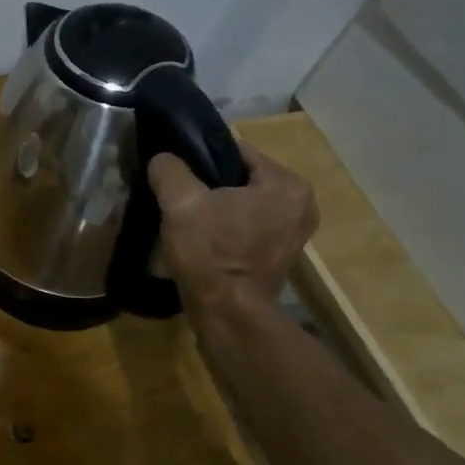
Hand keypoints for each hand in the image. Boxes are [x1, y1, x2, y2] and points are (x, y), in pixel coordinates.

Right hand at [149, 142, 317, 308]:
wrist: (227, 313)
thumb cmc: (210, 253)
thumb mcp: (180, 202)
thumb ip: (169, 169)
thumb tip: (163, 158)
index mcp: (286, 184)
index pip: (236, 151)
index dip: (200, 157)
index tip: (176, 172)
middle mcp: (302, 203)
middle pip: (242, 177)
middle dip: (210, 184)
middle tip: (180, 196)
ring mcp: (296, 231)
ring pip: (244, 202)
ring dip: (218, 206)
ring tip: (188, 216)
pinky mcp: (283, 253)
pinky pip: (249, 224)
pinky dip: (228, 225)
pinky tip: (204, 236)